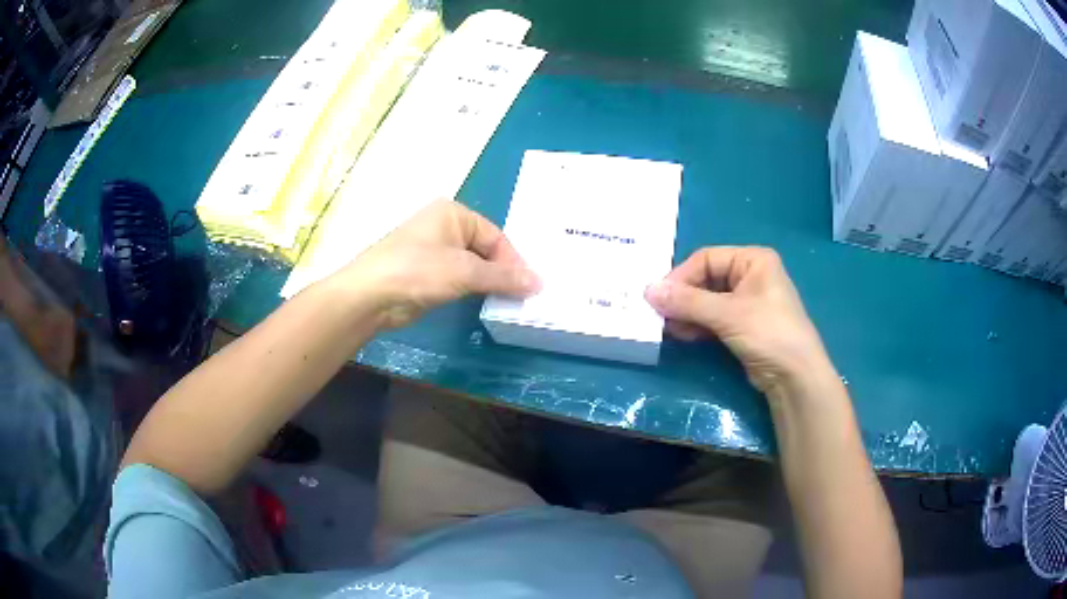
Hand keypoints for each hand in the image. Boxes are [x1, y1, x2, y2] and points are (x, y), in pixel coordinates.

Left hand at [340, 199, 540, 328]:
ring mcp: (434, 250)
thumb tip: (539, 282)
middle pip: (485, 249)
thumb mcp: (464, 271)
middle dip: (503, 272)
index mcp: (454, 213)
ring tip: (511, 302)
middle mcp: (445, 226)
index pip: (495, 235)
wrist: (370, 296)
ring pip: (473, 265)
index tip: (530, 286)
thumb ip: (503, 276)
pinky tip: (486, 304)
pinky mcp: (427, 273)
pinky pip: (459, 278)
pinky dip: (473, 289)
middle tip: (523, 296)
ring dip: (489, 283)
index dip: (513, 260)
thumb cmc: (417, 270)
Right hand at [644, 247, 831, 394]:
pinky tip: (681, 334)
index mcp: (753, 260)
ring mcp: (747, 302)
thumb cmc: (768, 333)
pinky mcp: (743, 325)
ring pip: (707, 300)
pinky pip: (713, 318)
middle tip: (658, 313)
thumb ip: (688, 301)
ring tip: (667, 327)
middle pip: (706, 279)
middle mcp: (750, 275)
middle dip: (682, 297)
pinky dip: (697, 325)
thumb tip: (647, 290)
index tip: (658, 297)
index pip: (707, 259)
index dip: (681, 276)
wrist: (795, 377)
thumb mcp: (728, 314)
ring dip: (687, 312)